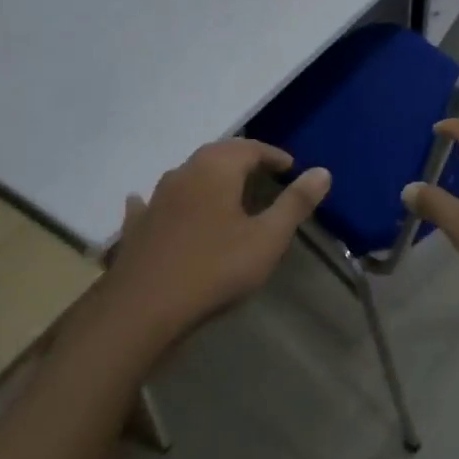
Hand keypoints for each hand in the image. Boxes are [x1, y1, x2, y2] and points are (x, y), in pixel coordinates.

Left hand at [105, 140, 329, 331]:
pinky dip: (164, 200)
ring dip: (208, 177)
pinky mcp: (136, 225)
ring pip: (186, 175)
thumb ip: (295, 203)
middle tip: (263, 173)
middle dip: (242, 160)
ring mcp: (155, 198)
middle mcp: (184, 173)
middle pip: (217, 154)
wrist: (143, 309)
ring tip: (225, 190)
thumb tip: (322, 171)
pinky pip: (151, 202)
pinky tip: (150, 202)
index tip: (291, 168)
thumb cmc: (214, 269)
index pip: (251, 148)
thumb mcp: (267, 238)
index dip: (273, 155)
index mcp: (217, 169)